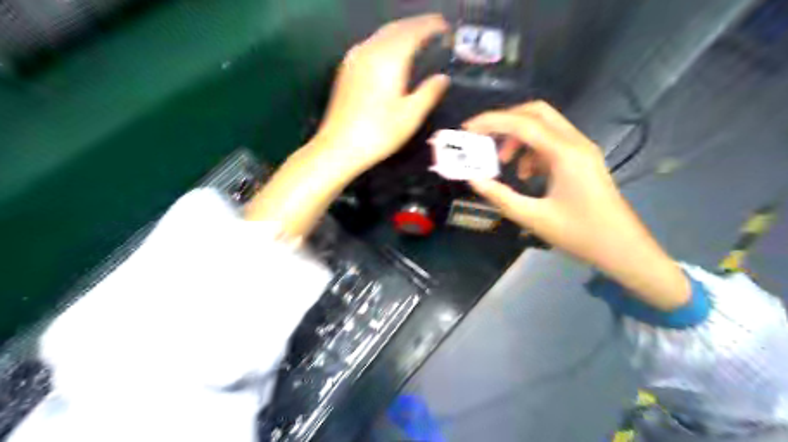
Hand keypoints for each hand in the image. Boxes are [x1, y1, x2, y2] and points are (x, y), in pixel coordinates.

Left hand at [312, 13, 448, 172]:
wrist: (339, 146)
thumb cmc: (379, 133)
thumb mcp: (411, 116)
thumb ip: (429, 93)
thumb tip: (442, 78)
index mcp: (390, 59)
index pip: (414, 31)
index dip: (432, 26)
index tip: (445, 27)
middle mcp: (371, 50)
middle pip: (397, 27)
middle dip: (417, 25)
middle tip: (435, 29)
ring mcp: (355, 58)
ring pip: (382, 34)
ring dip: (402, 31)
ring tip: (417, 38)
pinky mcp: (347, 68)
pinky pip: (371, 44)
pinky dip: (387, 41)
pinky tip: (392, 52)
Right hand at [463, 102, 688, 310]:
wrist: (622, 248)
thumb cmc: (580, 235)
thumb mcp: (534, 218)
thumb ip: (500, 196)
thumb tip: (474, 179)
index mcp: (565, 154)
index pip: (523, 124)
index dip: (491, 122)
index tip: (467, 128)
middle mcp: (575, 143)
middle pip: (536, 113)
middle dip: (505, 121)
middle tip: (482, 137)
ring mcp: (581, 150)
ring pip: (544, 126)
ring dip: (518, 137)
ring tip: (502, 161)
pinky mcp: (582, 160)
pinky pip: (551, 142)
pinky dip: (531, 150)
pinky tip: (525, 174)